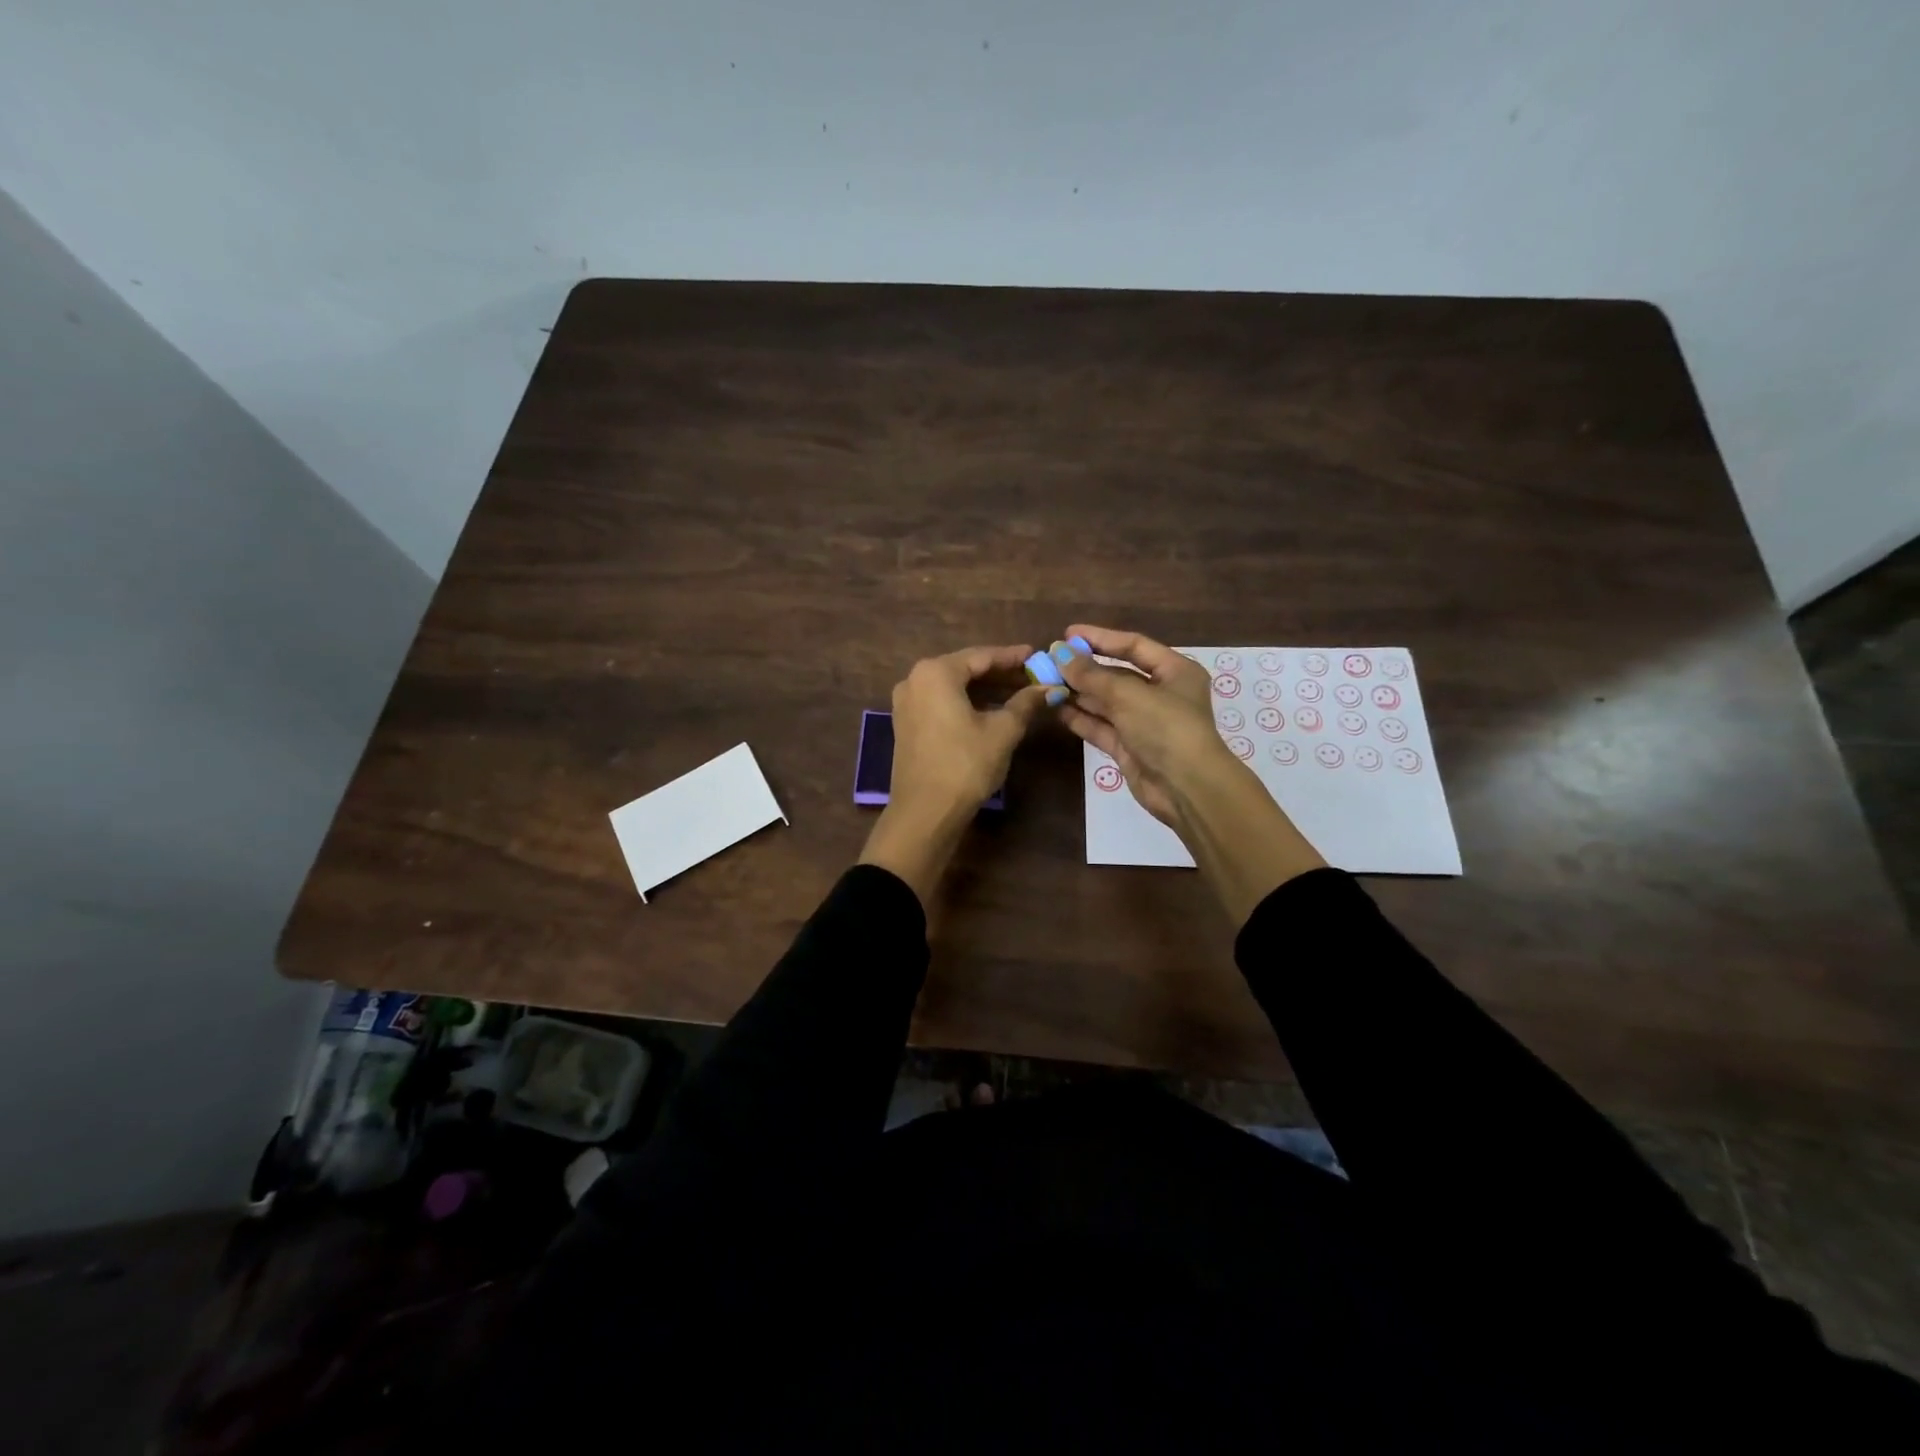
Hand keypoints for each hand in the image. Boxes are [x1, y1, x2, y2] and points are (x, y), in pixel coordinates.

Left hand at [858, 645, 1047, 905]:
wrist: (925, 812)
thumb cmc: (965, 765)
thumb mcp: (1002, 731)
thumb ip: (1025, 703)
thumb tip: (1047, 687)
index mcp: (936, 672)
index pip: (982, 656)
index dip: (1013, 657)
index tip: (1037, 655)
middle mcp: (915, 679)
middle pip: (965, 669)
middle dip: (1000, 673)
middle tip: (1032, 676)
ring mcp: (907, 703)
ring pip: (953, 687)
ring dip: (985, 690)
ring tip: (1019, 693)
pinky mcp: (906, 724)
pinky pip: (941, 703)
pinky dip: (966, 703)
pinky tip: (992, 710)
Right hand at [1053, 625, 1229, 828]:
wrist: (1186, 788)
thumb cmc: (1165, 727)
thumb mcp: (1127, 694)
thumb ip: (1090, 674)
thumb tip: (1059, 652)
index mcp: (1175, 671)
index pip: (1133, 645)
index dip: (1100, 638)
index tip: (1068, 634)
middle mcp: (1161, 693)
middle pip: (1117, 674)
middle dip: (1084, 668)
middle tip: (1050, 661)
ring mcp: (1144, 722)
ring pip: (1105, 702)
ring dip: (1077, 693)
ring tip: (1045, 682)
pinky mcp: (1129, 747)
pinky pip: (1101, 726)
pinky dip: (1080, 717)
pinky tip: (1055, 707)